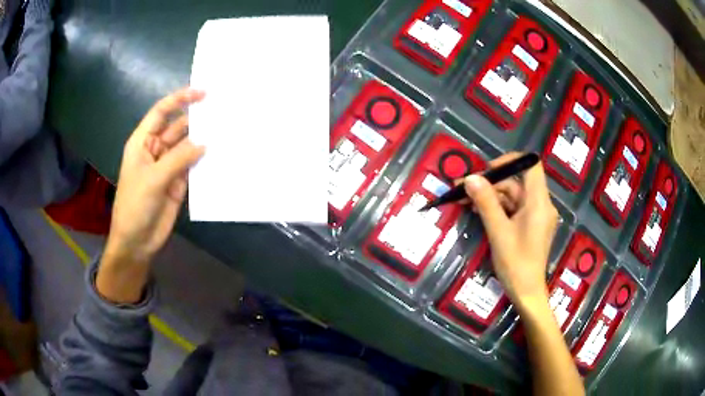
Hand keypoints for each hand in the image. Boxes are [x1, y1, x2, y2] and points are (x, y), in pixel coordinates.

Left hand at [97, 88, 204, 302]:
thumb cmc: (135, 206)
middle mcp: (156, 150)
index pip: (161, 112)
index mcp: (143, 142)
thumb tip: (205, 143)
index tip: (202, 93)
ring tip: (226, 131)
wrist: (136, 242)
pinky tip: (220, 156)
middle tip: (222, 112)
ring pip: (187, 147)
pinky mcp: (178, 182)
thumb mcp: (153, 179)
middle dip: (196, 119)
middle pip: (177, 127)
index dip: (179, 99)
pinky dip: (204, 161)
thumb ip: (178, 159)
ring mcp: (168, 166)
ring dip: (202, 140)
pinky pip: (193, 166)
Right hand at [463, 152, 558, 313]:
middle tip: (464, 188)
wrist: (526, 293)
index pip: (531, 166)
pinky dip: (497, 208)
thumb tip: (470, 178)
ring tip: (465, 201)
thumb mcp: (498, 231)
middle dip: (490, 183)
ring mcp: (536, 216)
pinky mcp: (530, 225)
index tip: (488, 168)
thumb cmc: (516, 264)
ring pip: (512, 197)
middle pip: (516, 183)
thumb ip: (485, 202)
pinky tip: (478, 211)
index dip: (510, 160)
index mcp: (539, 203)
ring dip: (490, 197)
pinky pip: (513, 209)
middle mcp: (541, 205)